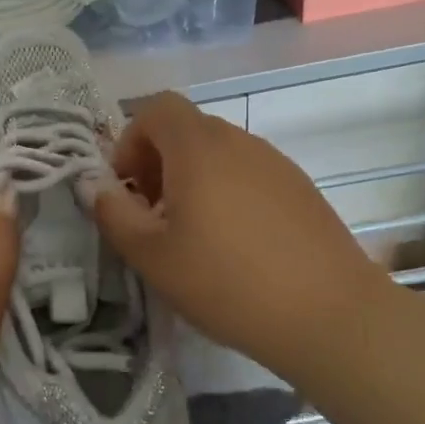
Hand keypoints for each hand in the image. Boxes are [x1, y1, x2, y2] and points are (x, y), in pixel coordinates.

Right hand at [93, 93, 388, 390]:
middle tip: (152, 216)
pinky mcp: (301, 189)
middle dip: (158, 163)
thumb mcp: (152, 256)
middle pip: (187, 130)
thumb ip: (114, 214)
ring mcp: (276, 163)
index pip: (157, 108)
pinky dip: (227, 194)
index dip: (130, 140)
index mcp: (199, 147)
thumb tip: (96, 186)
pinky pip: (249, 175)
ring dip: (193, 181)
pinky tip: (235, 246)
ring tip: (192, 236)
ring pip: (219, 154)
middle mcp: (239, 141)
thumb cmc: (226, 282)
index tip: (127, 188)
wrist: (328, 315)